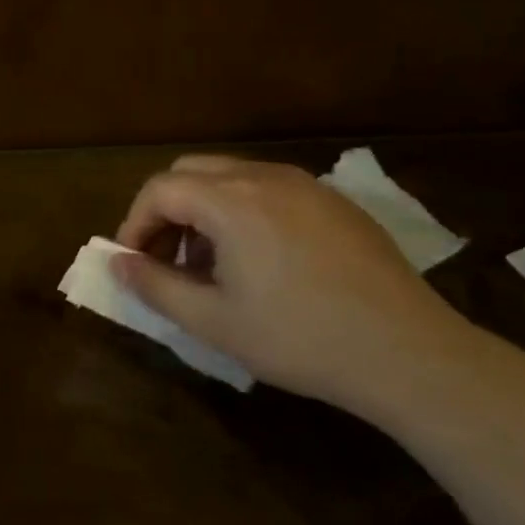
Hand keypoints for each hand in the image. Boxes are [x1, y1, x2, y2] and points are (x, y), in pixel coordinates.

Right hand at [113, 156, 481, 420]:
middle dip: (167, 211)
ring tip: (212, 264)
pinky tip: (261, 261)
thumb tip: (117, 264)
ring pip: (231, 177)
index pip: (159, 189)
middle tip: (167, 260)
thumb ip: (155, 286)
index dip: (135, 224)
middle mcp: (265, 176)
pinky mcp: (335, 202)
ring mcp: (306, 184)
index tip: (134, 264)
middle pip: (191, 172)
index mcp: (230, 201)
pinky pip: (270, 189)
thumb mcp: (213, 321)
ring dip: (204, 210)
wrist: (408, 353)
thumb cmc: (299, 338)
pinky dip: (243, 211)